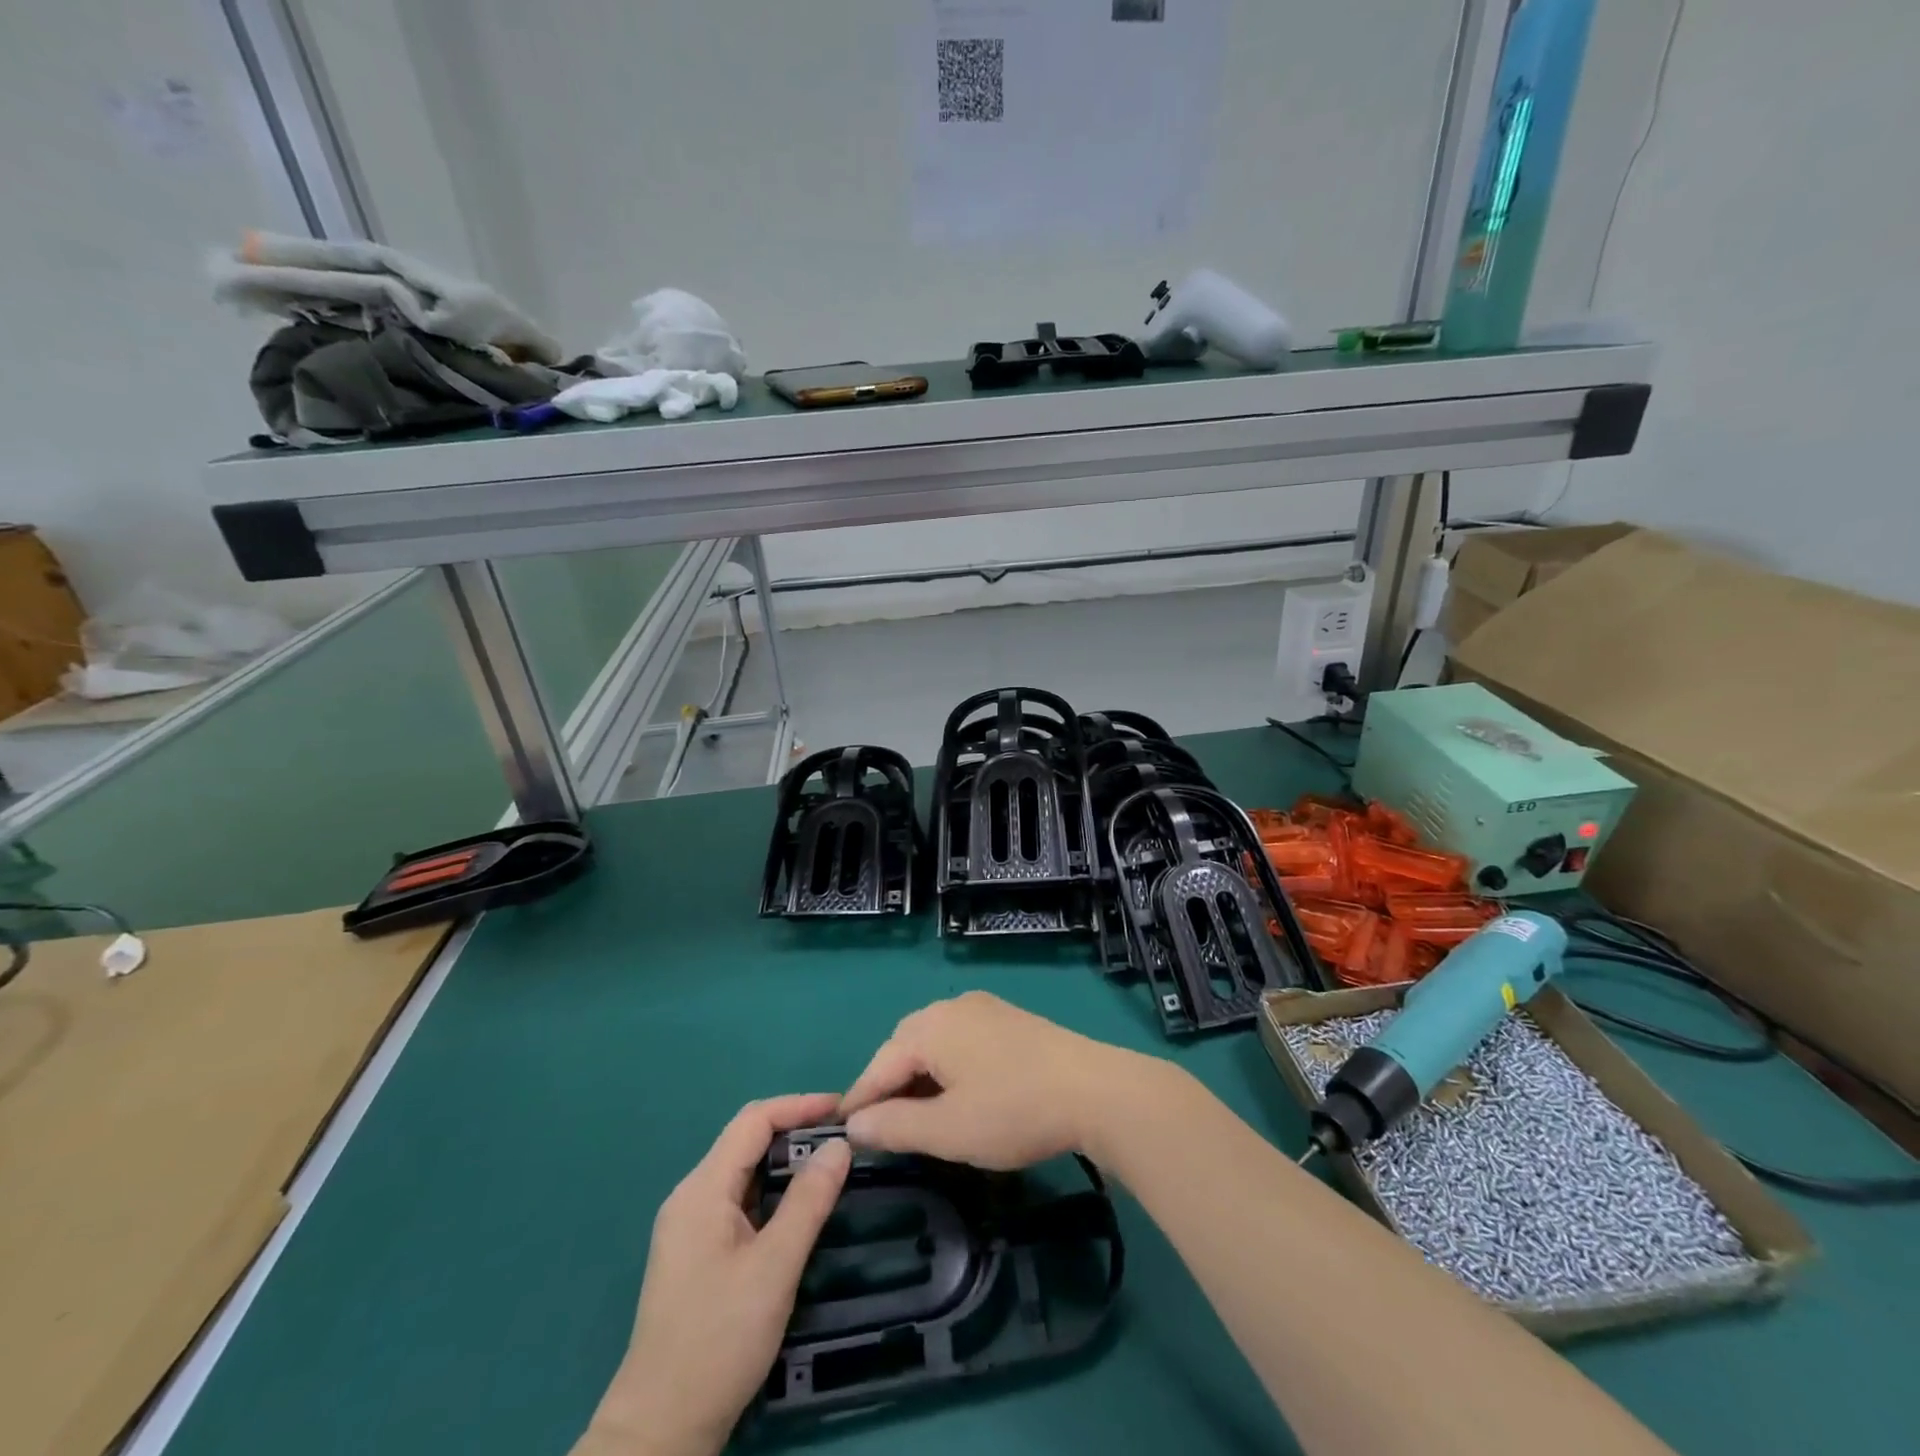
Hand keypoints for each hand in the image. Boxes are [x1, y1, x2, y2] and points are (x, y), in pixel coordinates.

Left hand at [580, 1094, 851, 1455]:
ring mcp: (690, 1226)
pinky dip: (772, 1191)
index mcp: (702, 1189)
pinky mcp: (696, 1252)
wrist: (660, 1431)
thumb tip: (839, 1145)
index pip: (754, 1121)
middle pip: (747, 1141)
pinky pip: (739, 1200)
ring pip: (744, 1171)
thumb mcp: (774, 1268)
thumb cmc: (718, 1341)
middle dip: (795, 1131)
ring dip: (785, 1162)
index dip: (799, 1106)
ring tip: (831, 1165)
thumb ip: (808, 1201)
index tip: (843, 1109)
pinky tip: (799, 1207)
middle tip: (843, 1138)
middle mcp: (691, 1196)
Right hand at [838, 991, 1152, 1168]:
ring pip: (935, 1041)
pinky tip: (958, 1094)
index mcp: (931, 1027)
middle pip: (905, 1045)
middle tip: (881, 1126)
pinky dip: (948, 1066)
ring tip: (918, 1116)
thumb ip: (894, 1126)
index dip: (860, 1099)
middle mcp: (953, 1006)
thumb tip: (855, 1124)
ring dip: (920, 1076)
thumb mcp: (947, 1130)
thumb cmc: (1013, 1111)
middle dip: (889, 1083)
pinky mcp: (1010, 1019)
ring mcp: (985, 1008)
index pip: (880, 1063)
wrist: (1094, 1091)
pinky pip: (962, 1039)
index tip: (842, 1131)